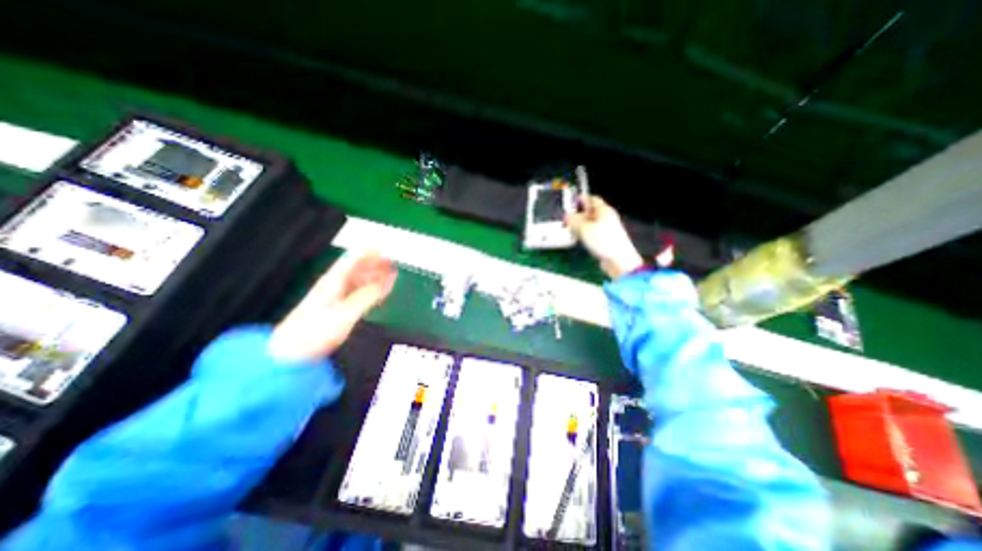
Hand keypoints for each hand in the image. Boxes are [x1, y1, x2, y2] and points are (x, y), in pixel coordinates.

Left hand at [267, 250, 397, 361]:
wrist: (292, 352)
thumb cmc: (314, 332)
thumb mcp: (345, 313)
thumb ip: (367, 296)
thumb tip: (386, 282)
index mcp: (334, 281)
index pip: (353, 259)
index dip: (369, 253)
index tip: (384, 250)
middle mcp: (334, 284)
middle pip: (356, 267)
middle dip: (375, 263)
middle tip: (392, 262)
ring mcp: (334, 295)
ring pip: (358, 279)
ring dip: (374, 275)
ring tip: (389, 274)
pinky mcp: (336, 306)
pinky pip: (357, 291)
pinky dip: (370, 288)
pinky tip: (378, 291)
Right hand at [565, 197, 650, 279]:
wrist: (618, 259)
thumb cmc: (603, 240)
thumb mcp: (584, 228)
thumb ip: (574, 221)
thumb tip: (566, 216)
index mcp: (604, 210)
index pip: (592, 199)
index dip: (582, 199)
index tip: (571, 201)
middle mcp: (606, 218)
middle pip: (590, 212)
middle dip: (578, 214)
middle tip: (566, 218)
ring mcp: (606, 229)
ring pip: (590, 223)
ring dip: (580, 225)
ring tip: (569, 229)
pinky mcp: (605, 240)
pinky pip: (592, 233)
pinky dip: (584, 234)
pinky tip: (578, 238)